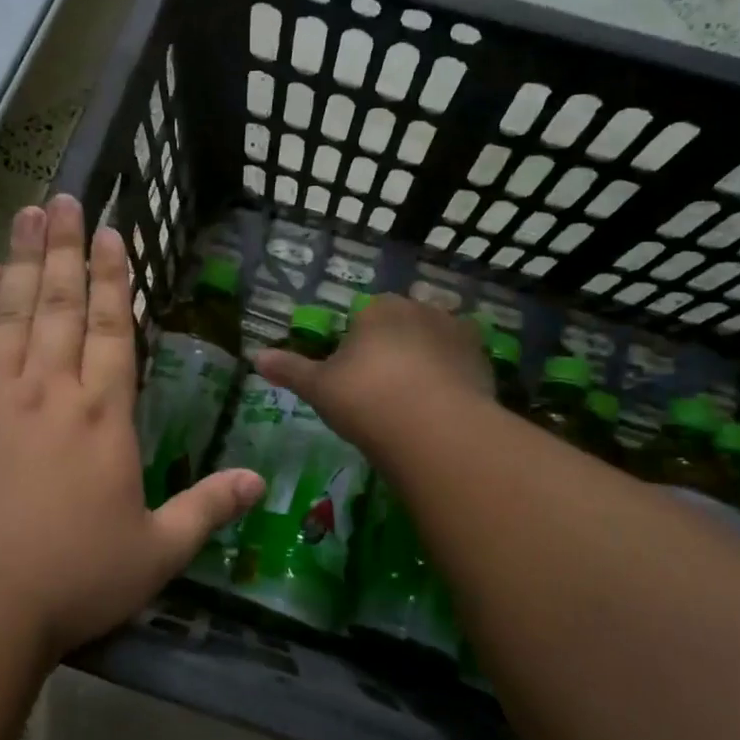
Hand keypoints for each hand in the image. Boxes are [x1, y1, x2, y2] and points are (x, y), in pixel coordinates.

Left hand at [0, 196, 263, 659]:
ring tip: (26, 214)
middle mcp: (45, 389)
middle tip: (63, 198)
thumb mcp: (153, 555)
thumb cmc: (67, 580)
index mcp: (100, 415)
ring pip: (8, 310)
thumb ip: (207, 510)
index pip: (112, 328)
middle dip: (64, 247)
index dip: (114, 278)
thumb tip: (261, 482)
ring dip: (19, 258)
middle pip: (57, 302)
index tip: (110, 232)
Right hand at [254, 293, 490, 445]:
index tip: (353, 380)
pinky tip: (443, 408)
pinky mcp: (483, 359)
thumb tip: (255, 356)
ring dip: (427, 362)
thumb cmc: (366, 400)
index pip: (363, 319)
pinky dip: (453, 379)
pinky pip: (461, 364)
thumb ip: (289, 369)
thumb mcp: (319, 388)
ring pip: (434, 342)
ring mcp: (457, 332)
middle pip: (401, 326)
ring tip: (416, 404)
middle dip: (393, 350)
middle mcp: (420, 309)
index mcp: (378, 308)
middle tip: (382, 393)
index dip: (356, 348)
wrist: (434, 430)